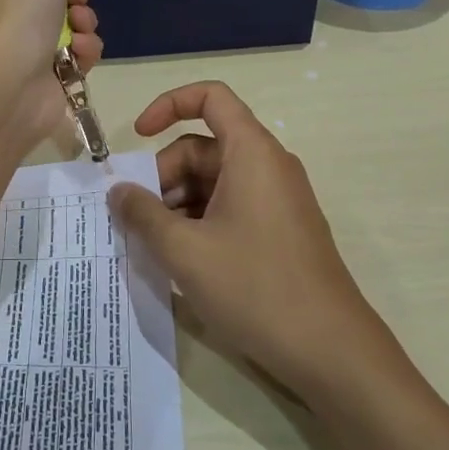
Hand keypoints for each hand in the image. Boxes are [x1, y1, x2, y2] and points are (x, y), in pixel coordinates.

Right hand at [107, 81, 411, 403]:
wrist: (331, 352)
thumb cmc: (255, 287)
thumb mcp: (184, 250)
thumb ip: (143, 214)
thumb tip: (117, 191)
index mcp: (251, 152)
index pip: (211, 97)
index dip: (169, 105)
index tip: (137, 135)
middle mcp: (268, 166)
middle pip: (204, 147)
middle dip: (164, 175)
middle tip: (136, 218)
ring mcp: (277, 200)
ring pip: (214, 181)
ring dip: (177, 203)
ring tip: (153, 245)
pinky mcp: (280, 231)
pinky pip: (231, 207)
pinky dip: (200, 221)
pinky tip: (181, 259)